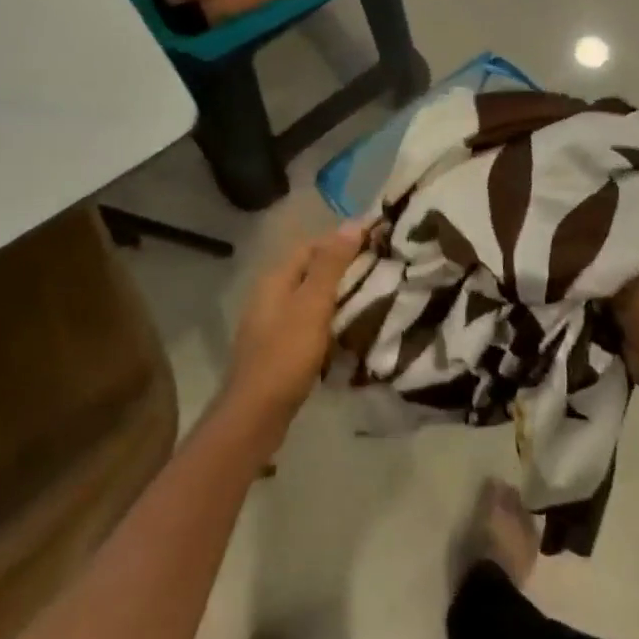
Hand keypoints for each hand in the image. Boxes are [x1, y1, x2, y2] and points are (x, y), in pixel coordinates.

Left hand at [225, 222, 367, 429]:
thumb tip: (352, 224)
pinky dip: (331, 320)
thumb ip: (331, 266)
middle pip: (311, 271)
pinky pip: (310, 323)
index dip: (342, 240)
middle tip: (382, 269)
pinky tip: (352, 330)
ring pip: (311, 299)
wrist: (255, 414)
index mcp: (276, 279)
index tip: (376, 241)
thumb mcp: (312, 306)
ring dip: (339, 296)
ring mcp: (273, 323)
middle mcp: (271, 295)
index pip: (312, 245)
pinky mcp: (280, 348)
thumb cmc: (285, 355)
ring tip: (375, 296)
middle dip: (344, 268)